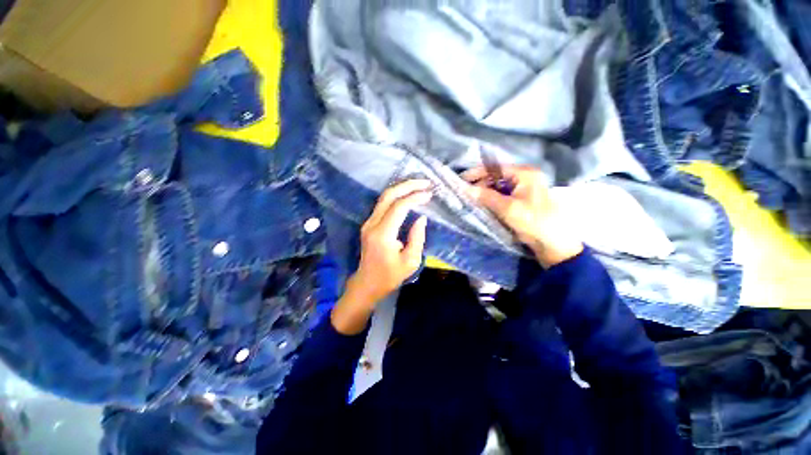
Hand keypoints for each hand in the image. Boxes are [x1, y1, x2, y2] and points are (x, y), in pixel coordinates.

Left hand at [331, 180, 431, 334]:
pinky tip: (407, 194)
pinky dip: (396, 196)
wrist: (367, 283)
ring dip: (401, 188)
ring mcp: (368, 222)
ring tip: (418, 185)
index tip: (429, 194)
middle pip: (388, 196)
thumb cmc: (390, 276)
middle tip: (425, 182)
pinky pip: (383, 204)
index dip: (414, 197)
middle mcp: (372, 224)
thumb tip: (421, 217)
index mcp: (383, 234)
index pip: (399, 207)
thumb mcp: (410, 261)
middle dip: (407, 185)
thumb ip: (417, 237)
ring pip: (384, 197)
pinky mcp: (369, 223)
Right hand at [463, 166, 582, 267]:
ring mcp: (522, 189)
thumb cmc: (533, 221)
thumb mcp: (508, 208)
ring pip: (497, 187)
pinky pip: (501, 195)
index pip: (495, 169)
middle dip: (479, 184)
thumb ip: (486, 196)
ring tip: (469, 198)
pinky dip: (490, 199)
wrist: (552, 243)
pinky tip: (480, 204)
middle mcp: (523, 178)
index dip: (477, 173)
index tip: (460, 179)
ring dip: (484, 192)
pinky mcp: (520, 200)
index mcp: (524, 174)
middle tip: (464, 192)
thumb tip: (465, 188)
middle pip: (495, 177)